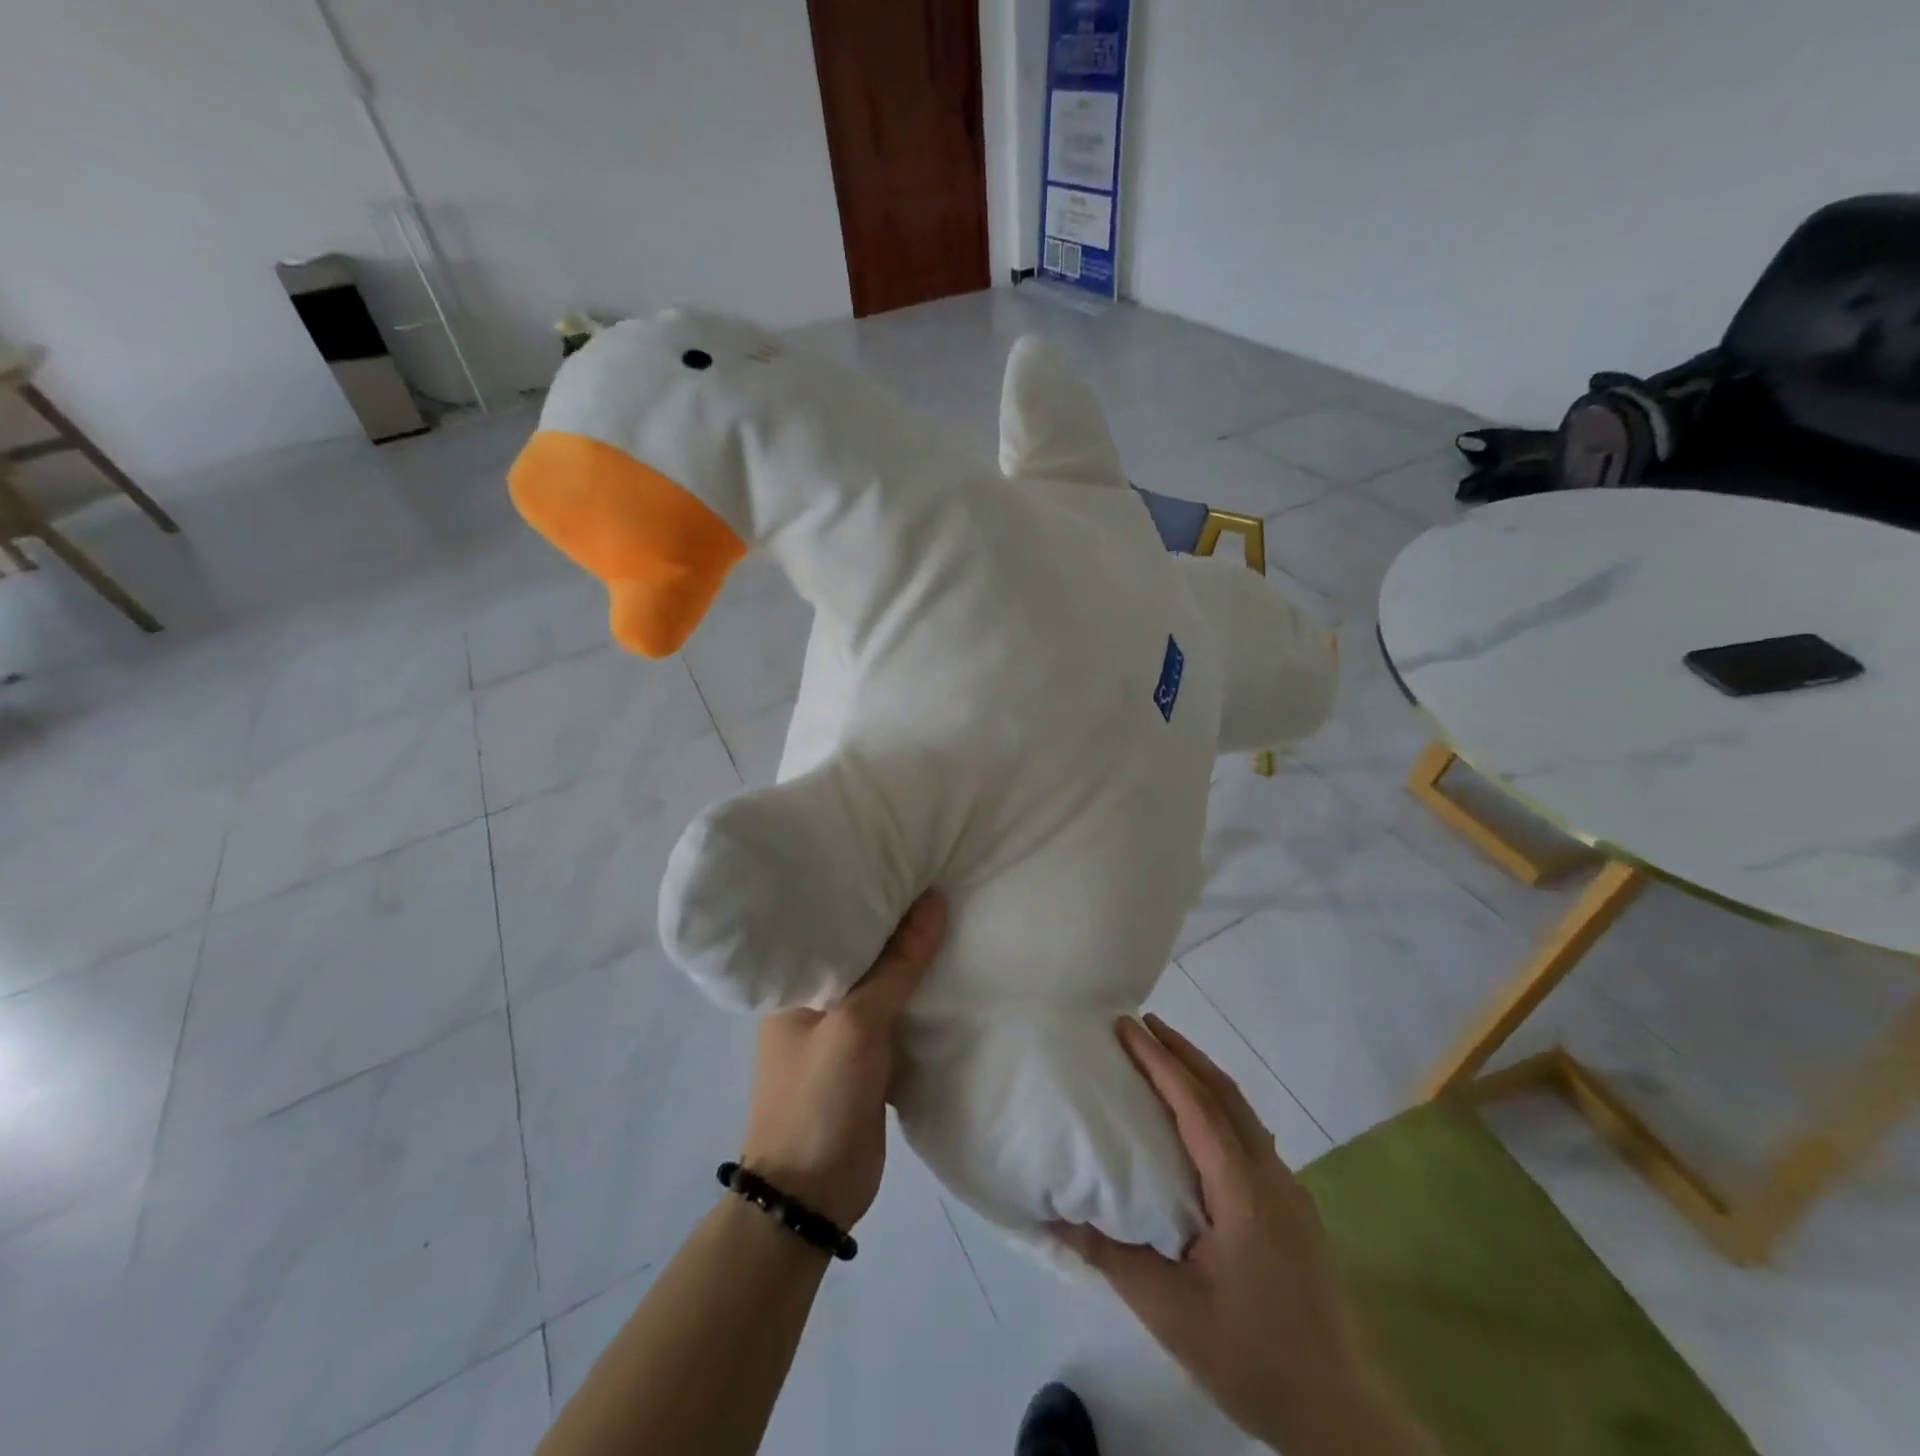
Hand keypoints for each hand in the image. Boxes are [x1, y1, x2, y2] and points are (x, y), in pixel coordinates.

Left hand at [737, 890, 946, 1229]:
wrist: (812, 1196)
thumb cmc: (819, 1098)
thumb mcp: (857, 1023)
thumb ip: (897, 965)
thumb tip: (934, 900)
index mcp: (796, 983)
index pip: (833, 921)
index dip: (867, 891)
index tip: (904, 859)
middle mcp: (816, 1000)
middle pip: (863, 950)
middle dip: (897, 924)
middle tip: (939, 878)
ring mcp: (842, 1031)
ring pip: (884, 983)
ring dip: (913, 962)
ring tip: (953, 912)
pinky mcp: (868, 1058)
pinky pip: (898, 1016)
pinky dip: (920, 998)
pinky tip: (951, 972)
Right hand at [1054, 1015, 1428, 1455]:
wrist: (1341, 1414)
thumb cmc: (1252, 1358)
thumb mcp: (1171, 1313)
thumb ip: (1112, 1257)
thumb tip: (1055, 1216)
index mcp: (1242, 1191)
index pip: (1196, 1106)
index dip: (1160, 1061)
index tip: (1127, 1026)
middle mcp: (1270, 1176)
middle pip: (1224, 1093)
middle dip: (1182, 1052)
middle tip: (1141, 1023)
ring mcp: (1287, 1190)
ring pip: (1242, 1110)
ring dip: (1202, 1075)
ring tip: (1164, 1056)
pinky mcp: (1292, 1208)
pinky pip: (1249, 1133)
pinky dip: (1217, 1104)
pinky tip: (1199, 1119)